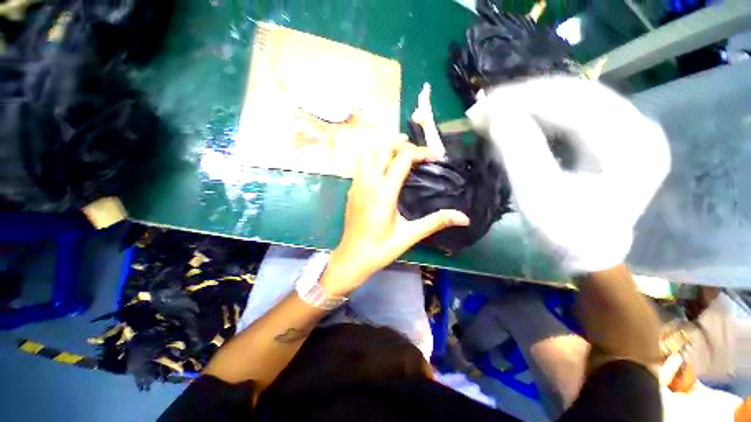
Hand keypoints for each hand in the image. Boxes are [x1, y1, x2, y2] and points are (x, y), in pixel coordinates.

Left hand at [322, 136, 469, 294]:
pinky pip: (361, 163)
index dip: (421, 152)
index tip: (433, 158)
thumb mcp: (409, 235)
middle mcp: (368, 183)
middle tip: (416, 152)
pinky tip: (383, 166)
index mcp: (384, 193)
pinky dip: (373, 156)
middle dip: (401, 143)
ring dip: (384, 146)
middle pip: (382, 147)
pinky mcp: (351, 189)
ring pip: (368, 151)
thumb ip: (435, 222)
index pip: (403, 158)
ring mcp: (357, 184)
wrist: (352, 258)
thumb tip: (463, 218)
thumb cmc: (380, 249)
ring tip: (400, 151)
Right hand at [468, 76, 669, 273]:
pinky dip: (540, 112)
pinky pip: (574, 112)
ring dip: (530, 101)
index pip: (573, 102)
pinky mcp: (614, 134)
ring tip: (495, 109)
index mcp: (630, 145)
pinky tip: (517, 116)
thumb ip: (518, 150)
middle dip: (524, 96)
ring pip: (573, 98)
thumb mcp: (536, 195)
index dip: (524, 99)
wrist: (587, 251)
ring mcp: (628, 128)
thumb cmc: (564, 232)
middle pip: (575, 93)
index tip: (484, 104)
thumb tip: (494, 113)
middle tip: (485, 105)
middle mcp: (638, 127)